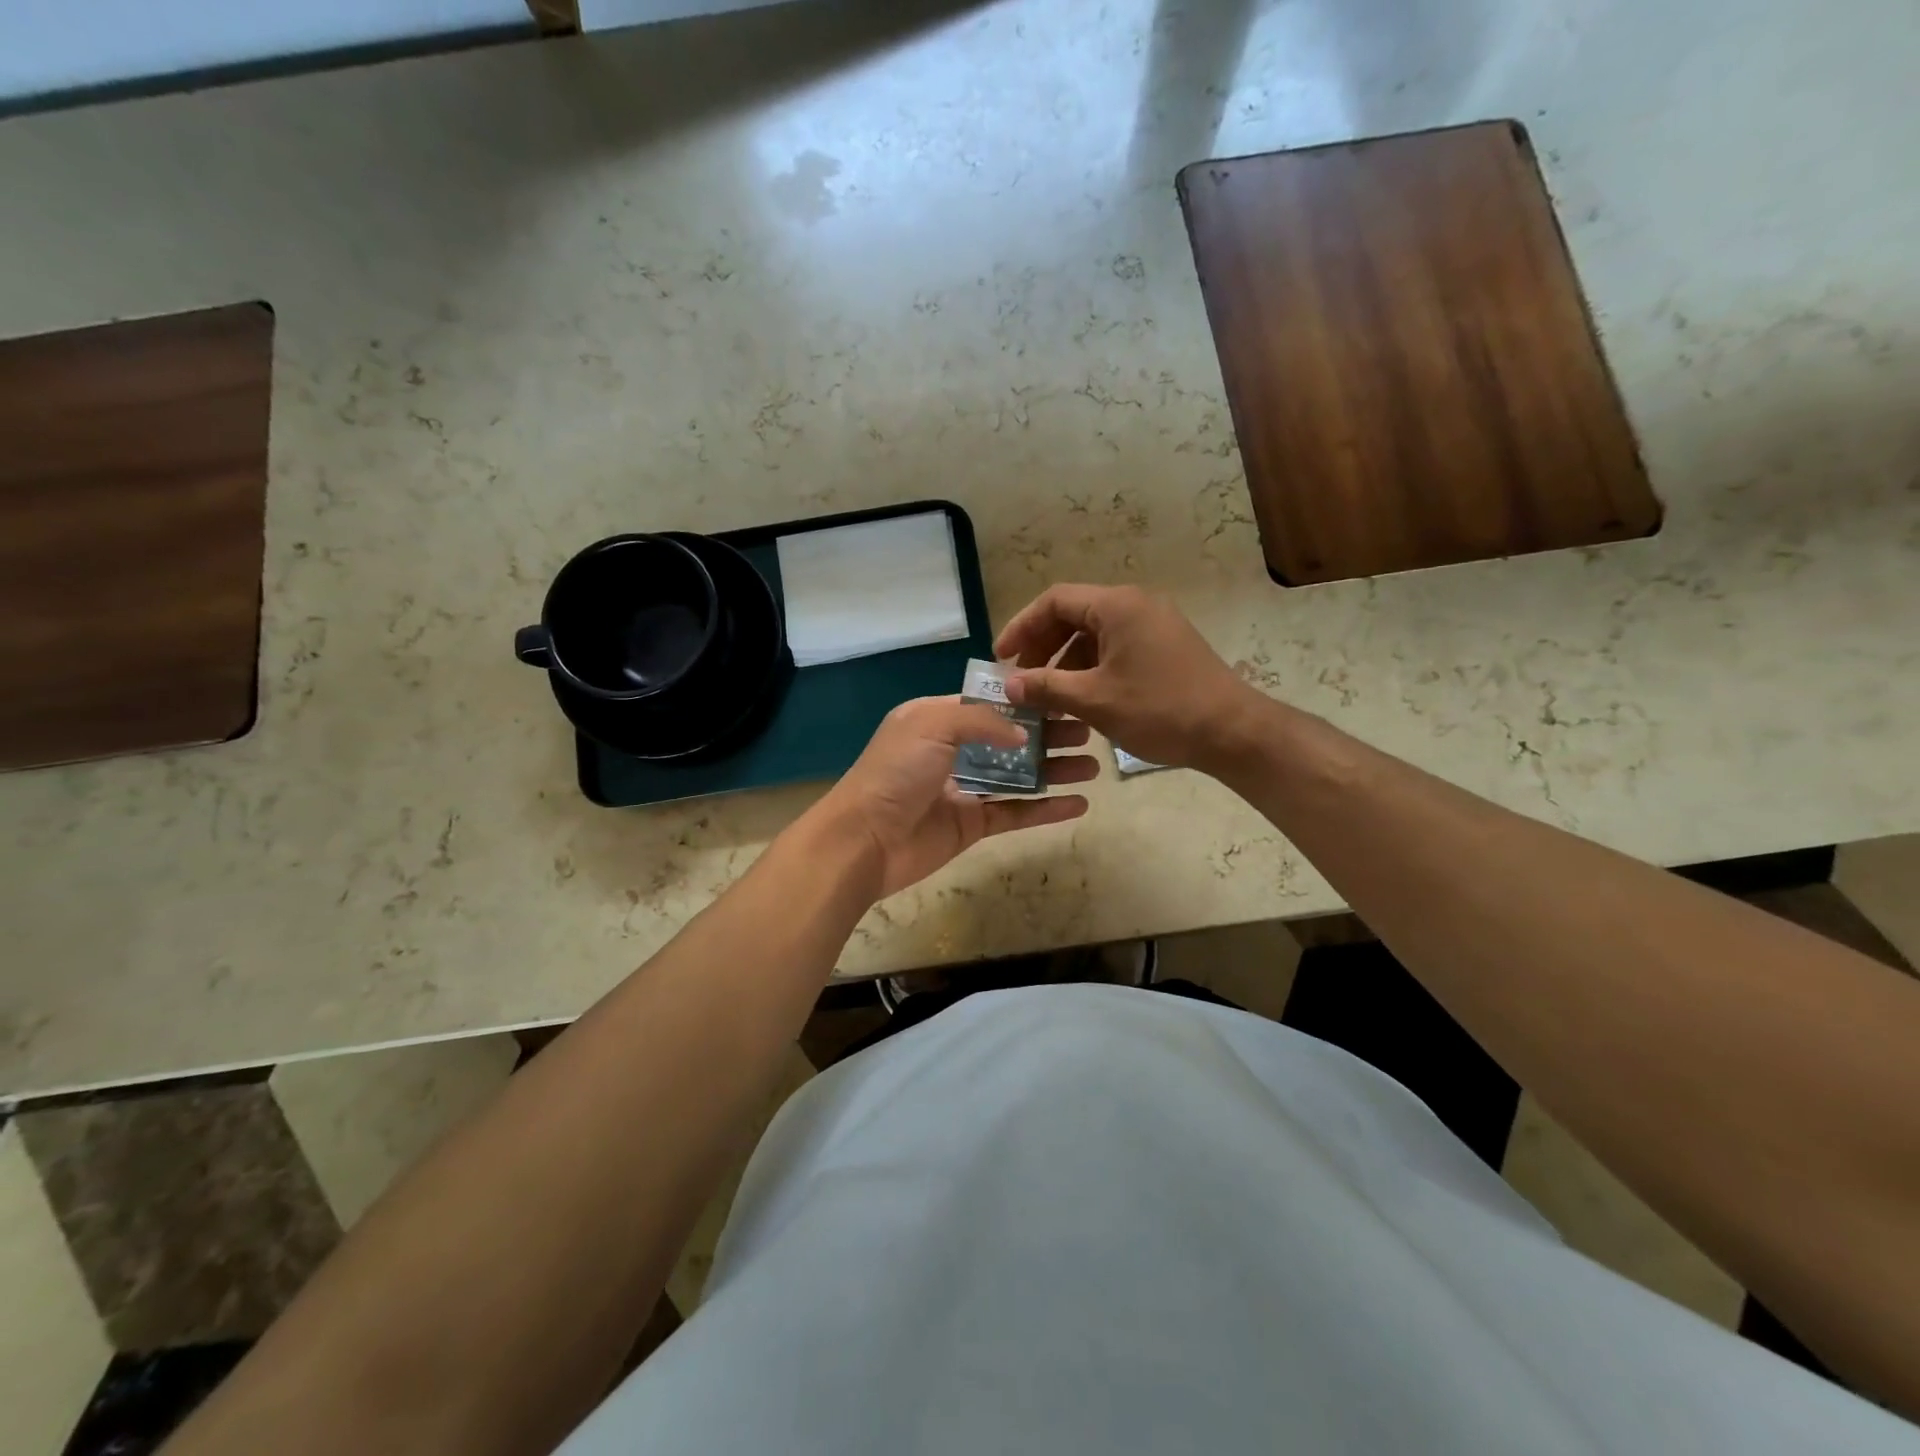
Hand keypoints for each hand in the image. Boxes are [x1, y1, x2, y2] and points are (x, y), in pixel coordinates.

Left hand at [810, 697, 1097, 900]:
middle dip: (1048, 735)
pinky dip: (1046, 809)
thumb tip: (1022, 735)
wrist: (864, 840)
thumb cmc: (895, 772)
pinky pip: (1015, 813)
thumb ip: (980, 719)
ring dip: (1053, 770)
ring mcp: (963, 789)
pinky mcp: (971, 825)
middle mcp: (952, 751)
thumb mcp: (931, 724)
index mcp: (937, 719)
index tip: (1064, 697)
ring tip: (1093, 766)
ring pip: (1017, 776)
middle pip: (1010, 740)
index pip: (988, 704)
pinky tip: (1079, 803)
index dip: (1025, 702)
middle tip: (1088, 732)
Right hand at [996, 584, 1262, 772]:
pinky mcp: (1165, 645)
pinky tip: (1080, 697)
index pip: (1054, 601)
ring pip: (1094, 633)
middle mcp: (1135, 604)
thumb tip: (1008, 685)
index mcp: (1117, 606)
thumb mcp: (1094, 700)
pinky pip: (1115, 646)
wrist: (1232, 732)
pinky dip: (1091, 667)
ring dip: (1065, 660)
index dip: (1021, 626)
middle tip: (1021, 678)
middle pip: (1073, 614)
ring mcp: (1154, 624)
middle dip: (1042, 645)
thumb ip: (1046, 687)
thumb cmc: (1160, 710)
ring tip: (1047, 694)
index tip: (1001, 658)